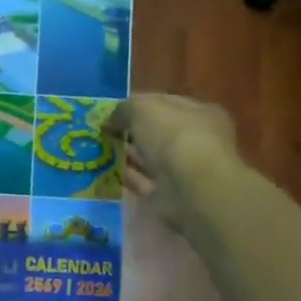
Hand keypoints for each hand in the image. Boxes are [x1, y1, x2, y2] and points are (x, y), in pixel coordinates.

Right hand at [104, 95, 239, 228]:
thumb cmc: (173, 136)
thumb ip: (124, 109)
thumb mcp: (143, 108)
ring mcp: (187, 170)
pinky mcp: (173, 195)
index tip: (112, 112)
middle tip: (103, 133)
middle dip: (131, 133)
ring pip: (151, 159)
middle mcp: (198, 140)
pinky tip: (108, 173)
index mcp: (201, 113)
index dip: (138, 105)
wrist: (191, 188)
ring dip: (128, 156)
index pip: (166, 104)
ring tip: (99, 152)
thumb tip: (110, 120)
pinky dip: (129, 178)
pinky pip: (145, 182)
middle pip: (158, 133)